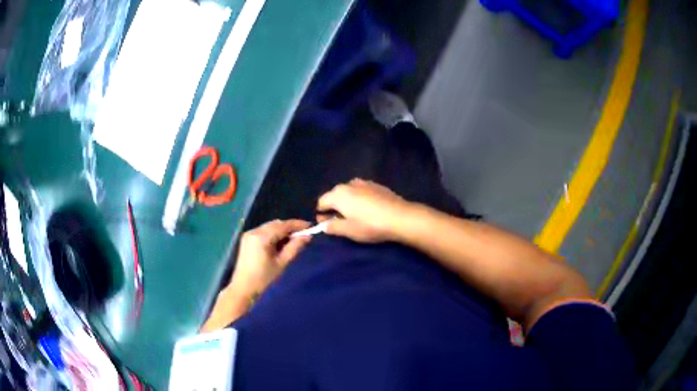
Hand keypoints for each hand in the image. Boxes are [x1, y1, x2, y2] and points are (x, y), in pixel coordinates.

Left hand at [229, 219, 311, 296]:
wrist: (243, 288)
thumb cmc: (264, 278)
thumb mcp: (282, 263)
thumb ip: (295, 247)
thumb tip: (307, 236)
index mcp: (262, 237)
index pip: (283, 225)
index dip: (298, 225)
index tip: (310, 226)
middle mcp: (254, 231)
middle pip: (276, 224)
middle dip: (290, 227)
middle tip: (303, 234)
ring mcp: (249, 234)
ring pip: (270, 226)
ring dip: (282, 230)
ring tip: (293, 239)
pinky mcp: (247, 238)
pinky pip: (264, 231)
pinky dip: (273, 234)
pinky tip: (280, 243)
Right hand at [317, 179, 411, 242]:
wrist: (400, 217)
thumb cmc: (370, 225)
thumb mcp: (348, 230)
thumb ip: (332, 227)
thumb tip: (324, 224)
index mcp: (338, 194)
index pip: (322, 201)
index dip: (321, 213)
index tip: (326, 224)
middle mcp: (349, 184)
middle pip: (335, 195)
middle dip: (334, 207)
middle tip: (340, 221)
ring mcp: (364, 183)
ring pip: (349, 192)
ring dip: (348, 202)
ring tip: (355, 216)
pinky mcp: (377, 185)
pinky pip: (362, 192)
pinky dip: (360, 199)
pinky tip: (368, 210)